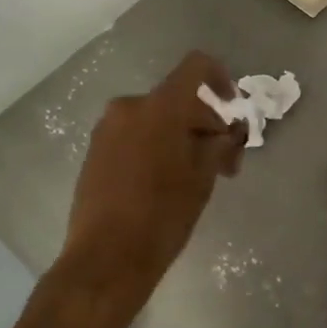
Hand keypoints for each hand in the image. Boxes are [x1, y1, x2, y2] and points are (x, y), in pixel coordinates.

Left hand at [4, 51, 243, 327]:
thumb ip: (221, 144)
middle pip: (178, 100)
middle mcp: (130, 107)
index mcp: (160, 107)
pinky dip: (156, 147)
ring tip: (197, 177)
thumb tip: (229, 133)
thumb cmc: (163, 215)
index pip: (196, 67)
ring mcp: (107, 129)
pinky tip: (166, 183)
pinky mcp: (94, 152)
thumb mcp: (204, 178)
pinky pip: (135, 136)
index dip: (220, 78)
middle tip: (225, 164)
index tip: (232, 107)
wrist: (105, 260)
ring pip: (156, 120)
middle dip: (205, 125)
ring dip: (181, 138)